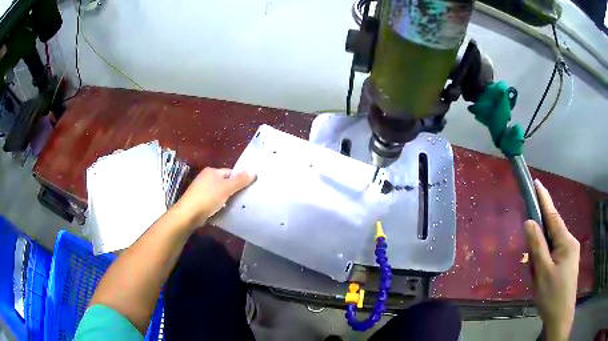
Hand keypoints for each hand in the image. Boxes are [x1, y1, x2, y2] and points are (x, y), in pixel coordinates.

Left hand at [174, 167, 255, 226]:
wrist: (189, 213)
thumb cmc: (208, 197)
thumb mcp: (227, 188)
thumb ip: (240, 180)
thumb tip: (254, 171)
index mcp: (211, 171)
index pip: (230, 172)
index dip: (239, 179)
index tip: (247, 189)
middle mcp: (205, 177)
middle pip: (224, 182)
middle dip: (233, 190)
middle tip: (243, 198)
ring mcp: (201, 189)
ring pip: (219, 192)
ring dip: (226, 198)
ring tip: (235, 206)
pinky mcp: (199, 201)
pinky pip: (213, 200)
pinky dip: (219, 204)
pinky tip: (223, 210)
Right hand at [524, 179, 579, 340]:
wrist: (560, 316)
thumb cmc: (552, 295)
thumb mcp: (542, 272)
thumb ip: (537, 246)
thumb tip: (529, 222)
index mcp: (566, 241)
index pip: (553, 216)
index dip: (544, 199)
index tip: (537, 183)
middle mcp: (570, 242)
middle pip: (552, 233)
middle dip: (539, 243)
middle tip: (531, 265)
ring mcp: (570, 253)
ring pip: (552, 246)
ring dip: (542, 256)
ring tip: (537, 277)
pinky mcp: (568, 263)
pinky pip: (555, 254)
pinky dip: (546, 261)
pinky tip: (542, 276)